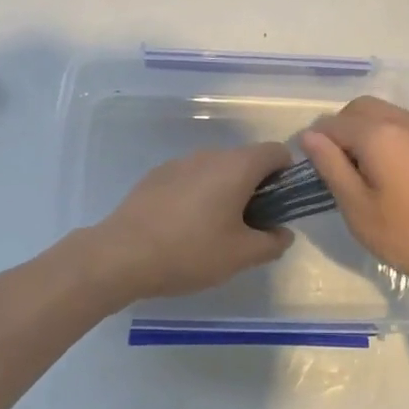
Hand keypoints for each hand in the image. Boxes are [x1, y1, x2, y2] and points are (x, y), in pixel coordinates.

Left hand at [74, 142, 294, 308]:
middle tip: (250, 227)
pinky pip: (190, 178)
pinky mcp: (156, 175)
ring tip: (215, 231)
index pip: (276, 152)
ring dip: (225, 191)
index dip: (286, 175)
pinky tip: (184, 228)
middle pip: (245, 160)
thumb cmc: (190, 251)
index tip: (281, 206)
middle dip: (255, 188)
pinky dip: (198, 194)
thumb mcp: (241, 256)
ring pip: (216, 170)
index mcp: (236, 166)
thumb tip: (283, 233)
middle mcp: (210, 155)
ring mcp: (180, 162)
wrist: (122, 254)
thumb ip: (272, 243)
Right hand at [301, 96, 408, 310]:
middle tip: (339, 169)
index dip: (316, 142)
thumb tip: (310, 136)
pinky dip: (395, 141)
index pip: (333, 123)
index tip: (313, 169)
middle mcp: (406, 122)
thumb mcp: (360, 211)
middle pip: (361, 108)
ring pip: (389, 115)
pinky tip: (402, 179)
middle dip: (342, 129)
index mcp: (379, 135)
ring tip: (369, 175)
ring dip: (369, 133)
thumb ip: (332, 168)